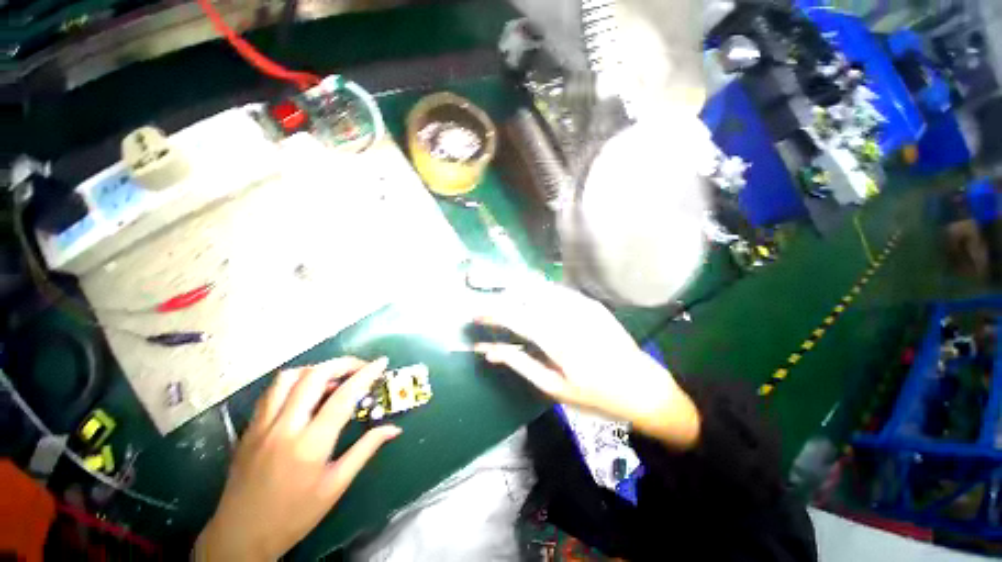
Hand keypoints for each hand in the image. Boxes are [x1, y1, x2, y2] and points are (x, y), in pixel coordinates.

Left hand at [195, 357, 400, 560]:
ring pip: (288, 377)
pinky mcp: (249, 428)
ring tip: (334, 377)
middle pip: (314, 376)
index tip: (382, 362)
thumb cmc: (294, 516)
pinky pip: (272, 392)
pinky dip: (294, 381)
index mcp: (310, 445)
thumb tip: (394, 429)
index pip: (343, 397)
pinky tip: (305, 391)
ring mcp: (262, 426)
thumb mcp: (336, 486)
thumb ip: (366, 450)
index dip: (366, 374)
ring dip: (316, 369)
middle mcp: (284, 427)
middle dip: (343, 364)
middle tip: (361, 367)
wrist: (240, 537)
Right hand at [471, 279, 699, 448]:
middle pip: (526, 296)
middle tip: (491, 312)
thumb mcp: (554, 387)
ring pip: (541, 289)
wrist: (643, 387)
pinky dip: (540, 294)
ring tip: (508, 306)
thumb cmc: (596, 396)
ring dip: (519, 294)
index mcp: (557, 341)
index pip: (516, 317)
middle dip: (503, 299)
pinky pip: (558, 292)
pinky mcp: (591, 303)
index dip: (492, 313)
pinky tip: (534, 302)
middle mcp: (568, 316)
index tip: (475, 314)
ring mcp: (582, 306)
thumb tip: (491, 351)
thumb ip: (520, 364)